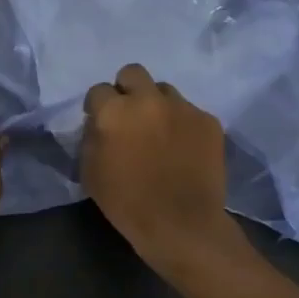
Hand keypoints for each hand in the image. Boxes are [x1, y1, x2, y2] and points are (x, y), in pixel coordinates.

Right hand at [81, 63, 244, 277]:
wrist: (180, 224)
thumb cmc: (127, 203)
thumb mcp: (90, 173)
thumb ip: (91, 139)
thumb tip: (99, 124)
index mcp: (114, 111)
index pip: (98, 90)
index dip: (97, 107)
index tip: (100, 122)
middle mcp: (148, 100)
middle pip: (133, 73)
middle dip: (127, 90)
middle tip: (130, 116)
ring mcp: (182, 107)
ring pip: (164, 91)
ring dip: (157, 106)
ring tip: (160, 133)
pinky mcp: (208, 120)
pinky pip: (189, 112)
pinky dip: (182, 125)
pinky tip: (183, 149)